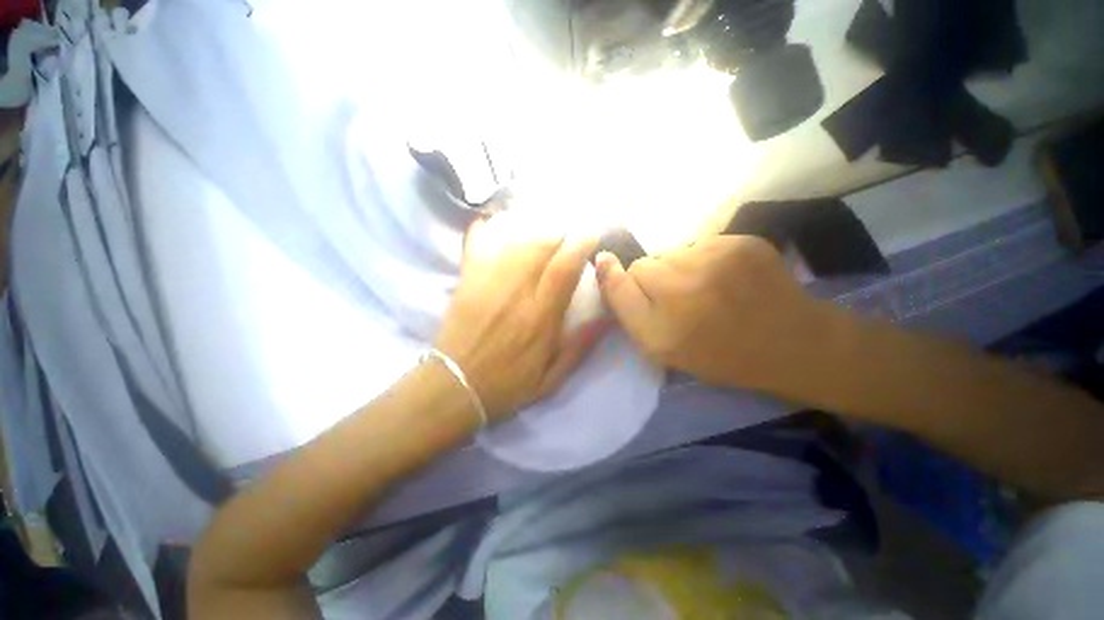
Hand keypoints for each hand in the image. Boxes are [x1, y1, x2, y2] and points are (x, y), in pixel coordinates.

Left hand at [435, 214, 605, 420]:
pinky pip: (475, 247)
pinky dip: (482, 230)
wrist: (454, 387)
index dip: (580, 246)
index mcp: (539, 317)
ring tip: (541, 235)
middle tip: (566, 237)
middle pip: (539, 248)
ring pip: (513, 243)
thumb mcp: (551, 378)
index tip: (590, 235)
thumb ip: (579, 347)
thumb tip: (607, 318)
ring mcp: (487, 284)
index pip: (563, 269)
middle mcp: (515, 293)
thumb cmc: (506, 385)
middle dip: (558, 236)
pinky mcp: (466, 282)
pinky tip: (489, 222)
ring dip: (532, 233)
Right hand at [596, 235, 828, 391]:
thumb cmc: (717, 352)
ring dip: (681, 269)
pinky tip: (724, 279)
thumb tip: (603, 259)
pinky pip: (703, 244)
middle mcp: (685, 277)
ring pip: (675, 252)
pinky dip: (706, 259)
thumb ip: (624, 304)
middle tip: (682, 303)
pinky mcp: (742, 240)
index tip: (652, 303)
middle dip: (657, 280)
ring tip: (705, 291)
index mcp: (662, 312)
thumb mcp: (658, 346)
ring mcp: (717, 253)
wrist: (793, 344)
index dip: (634, 289)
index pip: (626, 275)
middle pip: (650, 261)